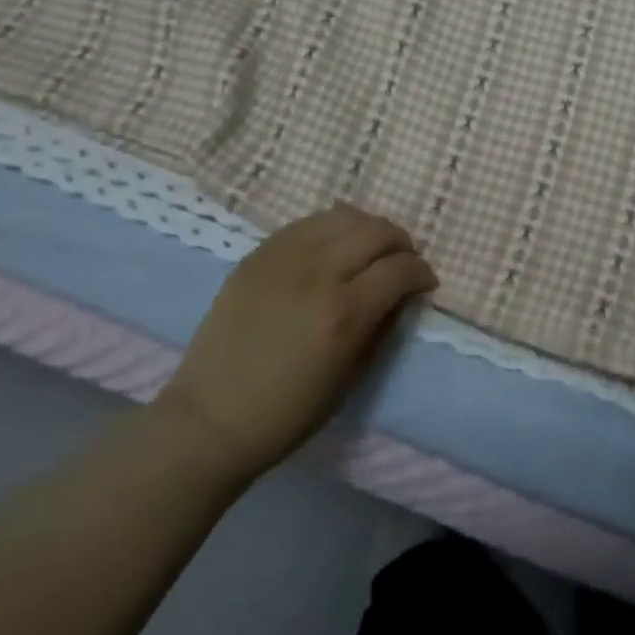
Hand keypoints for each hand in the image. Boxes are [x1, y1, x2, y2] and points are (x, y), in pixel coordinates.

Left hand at [156, 203, 437, 482]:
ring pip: (345, 216)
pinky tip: (333, 246)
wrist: (209, 419)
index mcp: (344, 313)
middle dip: (401, 243)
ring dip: (368, 229)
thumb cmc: (286, 413)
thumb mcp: (350, 379)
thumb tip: (403, 294)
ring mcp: (285, 257)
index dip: (422, 272)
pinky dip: (332, 227)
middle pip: (377, 231)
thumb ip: (382, 327)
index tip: (425, 283)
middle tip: (401, 262)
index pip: (400, 268)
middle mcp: (319, 273)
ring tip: (369, 249)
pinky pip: (309, 222)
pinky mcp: (259, 253)